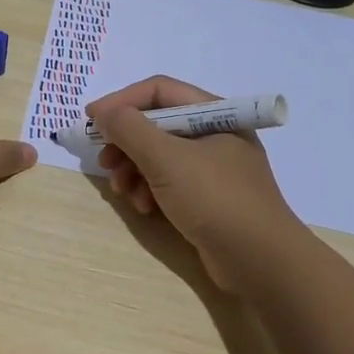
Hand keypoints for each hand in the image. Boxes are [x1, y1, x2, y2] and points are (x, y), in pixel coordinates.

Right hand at [88, 76, 310, 288]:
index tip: (91, 119)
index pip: (159, 91)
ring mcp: (214, 168)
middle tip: (104, 162)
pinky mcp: (209, 197)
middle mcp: (215, 134)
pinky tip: (145, 209)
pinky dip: (151, 190)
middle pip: (157, 124)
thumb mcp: (166, 159)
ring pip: (160, 155)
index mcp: (215, 114)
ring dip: (135, 170)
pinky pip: (171, 181)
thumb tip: (104, 112)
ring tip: (123, 191)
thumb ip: (130, 129)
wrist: (261, 262)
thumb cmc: (215, 199)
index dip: (121, 101)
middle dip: (126, 143)